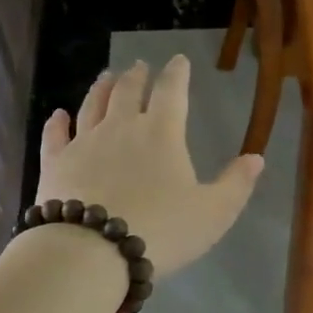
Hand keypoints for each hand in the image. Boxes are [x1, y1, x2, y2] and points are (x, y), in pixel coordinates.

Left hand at [36, 57, 263, 278]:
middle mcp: (121, 128)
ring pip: (92, 106)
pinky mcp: (55, 163)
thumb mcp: (213, 213)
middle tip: (139, 66)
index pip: (172, 92)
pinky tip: (57, 115)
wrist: (91, 252)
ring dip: (101, 88)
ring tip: (106, 76)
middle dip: (136, 76)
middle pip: (128, 92)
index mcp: (162, 134)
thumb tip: (257, 158)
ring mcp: (84, 143)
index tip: (179, 60)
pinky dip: (57, 123)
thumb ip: (236, 184)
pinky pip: (55, 136)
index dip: (177, 73)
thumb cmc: (161, 231)